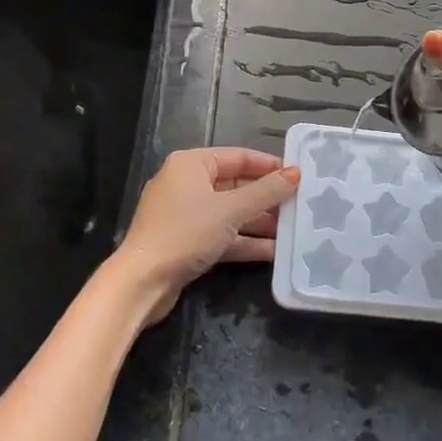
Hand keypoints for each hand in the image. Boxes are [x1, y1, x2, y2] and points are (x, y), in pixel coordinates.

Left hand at [108, 148, 299, 325]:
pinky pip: (222, 234)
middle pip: (236, 185)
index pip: (239, 157)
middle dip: (267, 198)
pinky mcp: (186, 242)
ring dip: (259, 223)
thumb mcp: (231, 210)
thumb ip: (266, 192)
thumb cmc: (186, 233)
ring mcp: (185, 215)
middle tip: (300, 206)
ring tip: (293, 230)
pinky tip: (274, 252)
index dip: (270, 166)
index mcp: (192, 164)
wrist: (141, 283)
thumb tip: (296, 173)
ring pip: (230, 213)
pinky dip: (244, 242)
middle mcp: (187, 183)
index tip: (298, 176)